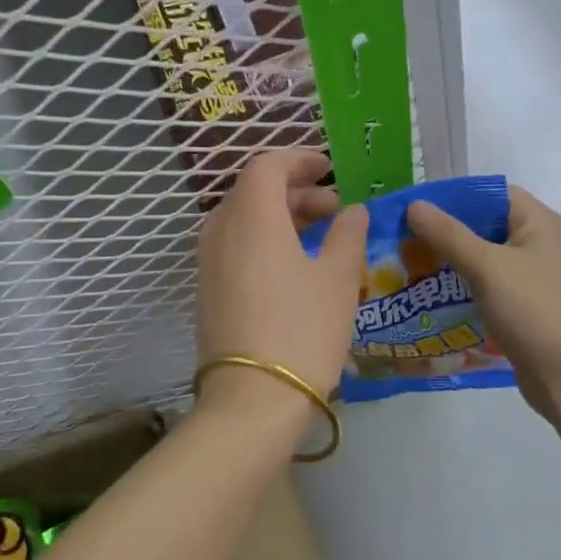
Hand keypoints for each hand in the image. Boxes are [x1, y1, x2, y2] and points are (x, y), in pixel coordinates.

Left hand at [195, 150, 367, 426]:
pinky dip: (264, 240)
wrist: (252, 400)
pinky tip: (294, 266)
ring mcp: (208, 262)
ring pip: (243, 219)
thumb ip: (348, 235)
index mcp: (252, 216)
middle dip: (295, 190)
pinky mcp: (207, 290)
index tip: (329, 169)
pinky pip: (235, 246)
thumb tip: (353, 211)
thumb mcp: (339, 279)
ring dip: (280, 216)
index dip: (299, 160)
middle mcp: (221, 230)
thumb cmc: (303, 329)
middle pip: (254, 191)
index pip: (267, 165)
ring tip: (320, 236)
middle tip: (334, 208)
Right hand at [407, 185, 560, 417]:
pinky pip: (489, 285)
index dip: (454, 197)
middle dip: (446, 232)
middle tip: (406, 240)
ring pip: (485, 258)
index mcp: (540, 222)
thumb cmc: (531, 310)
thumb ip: (449, 234)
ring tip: (411, 266)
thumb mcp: (486, 266)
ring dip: (452, 262)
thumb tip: (415, 205)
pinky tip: (433, 296)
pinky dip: (464, 287)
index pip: (492, 194)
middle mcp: (540, 243)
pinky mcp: (526, 305)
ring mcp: (535, 276)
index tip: (417, 210)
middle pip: (486, 225)